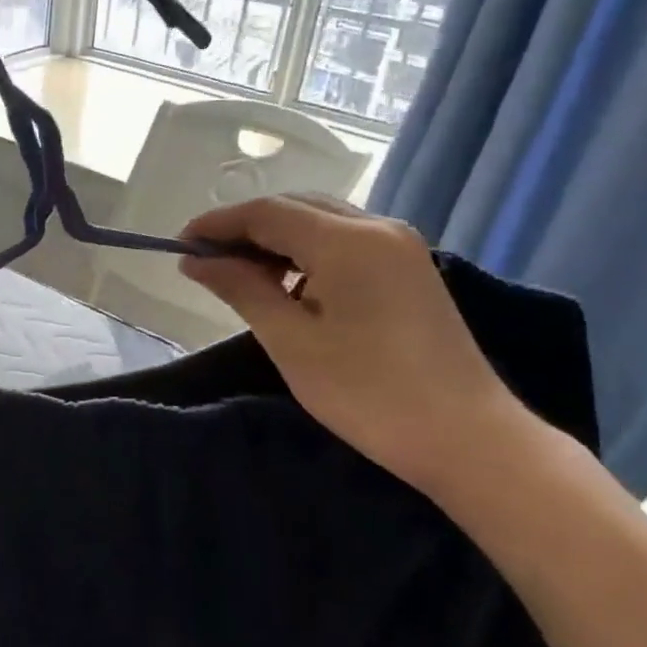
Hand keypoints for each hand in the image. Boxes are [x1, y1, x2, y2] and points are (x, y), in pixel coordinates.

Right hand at [180, 195, 532, 497]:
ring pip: (322, 223)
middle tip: (205, 262)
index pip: (266, 212)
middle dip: (245, 229)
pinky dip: (308, 254)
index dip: (217, 224)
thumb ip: (242, 289)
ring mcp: (401, 246)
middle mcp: (378, 227)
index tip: (178, 245)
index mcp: (347, 240)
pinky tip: (290, 286)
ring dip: (276, 241)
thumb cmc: (367, 393)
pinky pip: (346, 242)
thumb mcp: (291, 341)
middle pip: (296, 208)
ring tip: (241, 276)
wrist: (467, 438)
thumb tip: (196, 260)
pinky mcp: (411, 269)